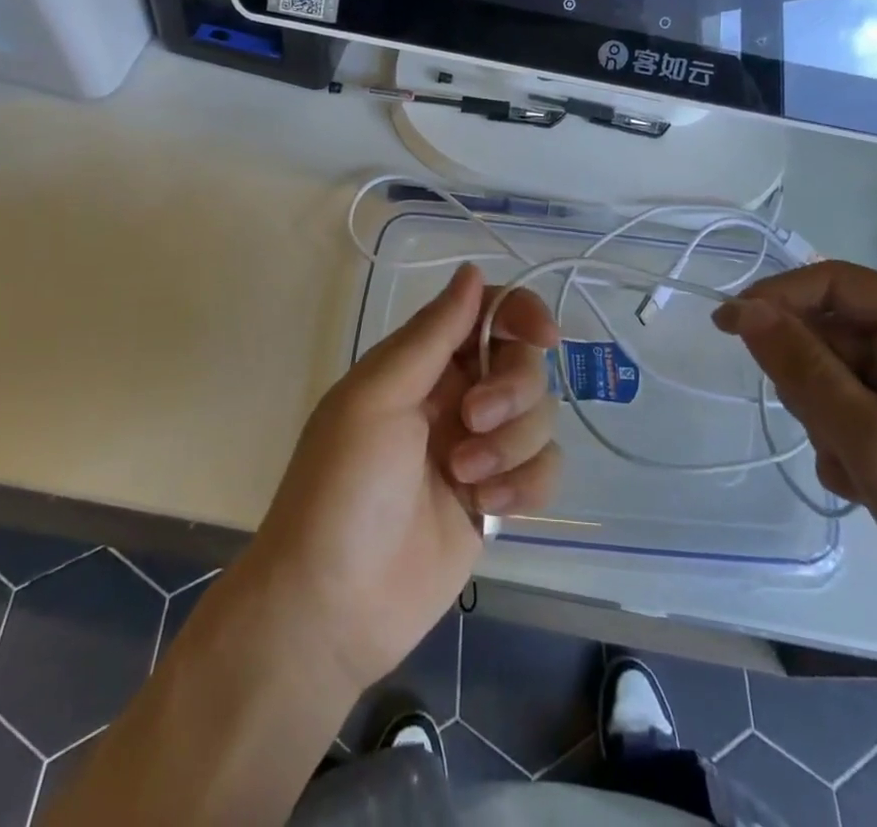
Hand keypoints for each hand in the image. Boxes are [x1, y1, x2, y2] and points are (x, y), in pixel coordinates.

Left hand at [240, 264, 561, 693]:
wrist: (332, 606)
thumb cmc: (343, 486)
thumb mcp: (378, 396)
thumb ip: (432, 334)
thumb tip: (472, 270)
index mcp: (421, 363)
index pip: (486, 313)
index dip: (520, 313)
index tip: (543, 335)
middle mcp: (454, 396)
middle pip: (523, 362)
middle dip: (511, 389)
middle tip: (473, 420)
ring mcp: (479, 448)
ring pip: (539, 416)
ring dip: (511, 443)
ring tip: (464, 478)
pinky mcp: (498, 499)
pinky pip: (544, 469)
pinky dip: (525, 484)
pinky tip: (488, 509)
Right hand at [714, 261, 876, 651]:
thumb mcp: (872, 439)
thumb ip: (802, 368)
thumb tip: (746, 310)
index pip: (833, 282)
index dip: (774, 299)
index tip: (725, 329)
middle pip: (833, 334)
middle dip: (813, 385)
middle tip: (828, 435)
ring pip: (838, 377)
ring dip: (828, 422)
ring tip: (858, 471)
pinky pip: (860, 411)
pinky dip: (849, 445)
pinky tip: (869, 487)